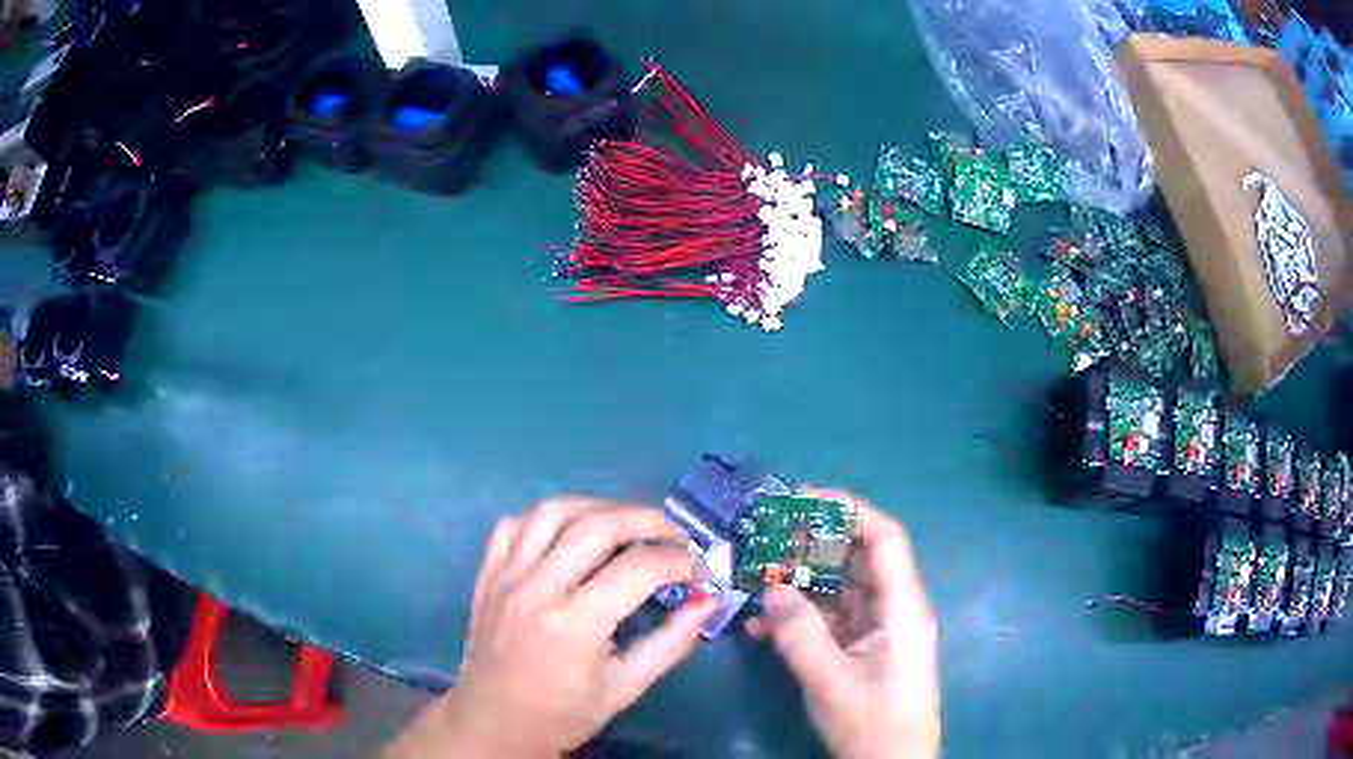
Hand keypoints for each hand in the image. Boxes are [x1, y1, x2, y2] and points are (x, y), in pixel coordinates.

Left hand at [384, 497, 715, 758]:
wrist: (493, 723)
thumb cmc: (563, 715)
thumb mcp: (626, 688)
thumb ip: (671, 643)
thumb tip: (707, 600)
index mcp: (573, 626)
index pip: (637, 569)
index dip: (678, 563)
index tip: (695, 573)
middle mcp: (536, 589)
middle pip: (598, 525)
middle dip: (648, 521)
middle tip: (674, 536)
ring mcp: (506, 576)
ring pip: (554, 510)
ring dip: (600, 506)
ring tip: (628, 524)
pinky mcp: (487, 573)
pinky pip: (516, 524)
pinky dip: (549, 517)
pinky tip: (571, 533)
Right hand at [748, 492, 939, 758]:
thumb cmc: (872, 723)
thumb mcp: (830, 680)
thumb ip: (798, 632)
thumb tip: (771, 586)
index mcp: (901, 607)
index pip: (884, 538)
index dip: (846, 510)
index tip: (799, 499)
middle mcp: (893, 608)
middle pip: (858, 558)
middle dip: (812, 543)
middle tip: (765, 537)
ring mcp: (878, 629)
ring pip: (839, 588)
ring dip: (799, 582)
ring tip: (754, 578)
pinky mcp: (862, 648)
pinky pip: (830, 619)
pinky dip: (799, 616)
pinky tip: (761, 626)